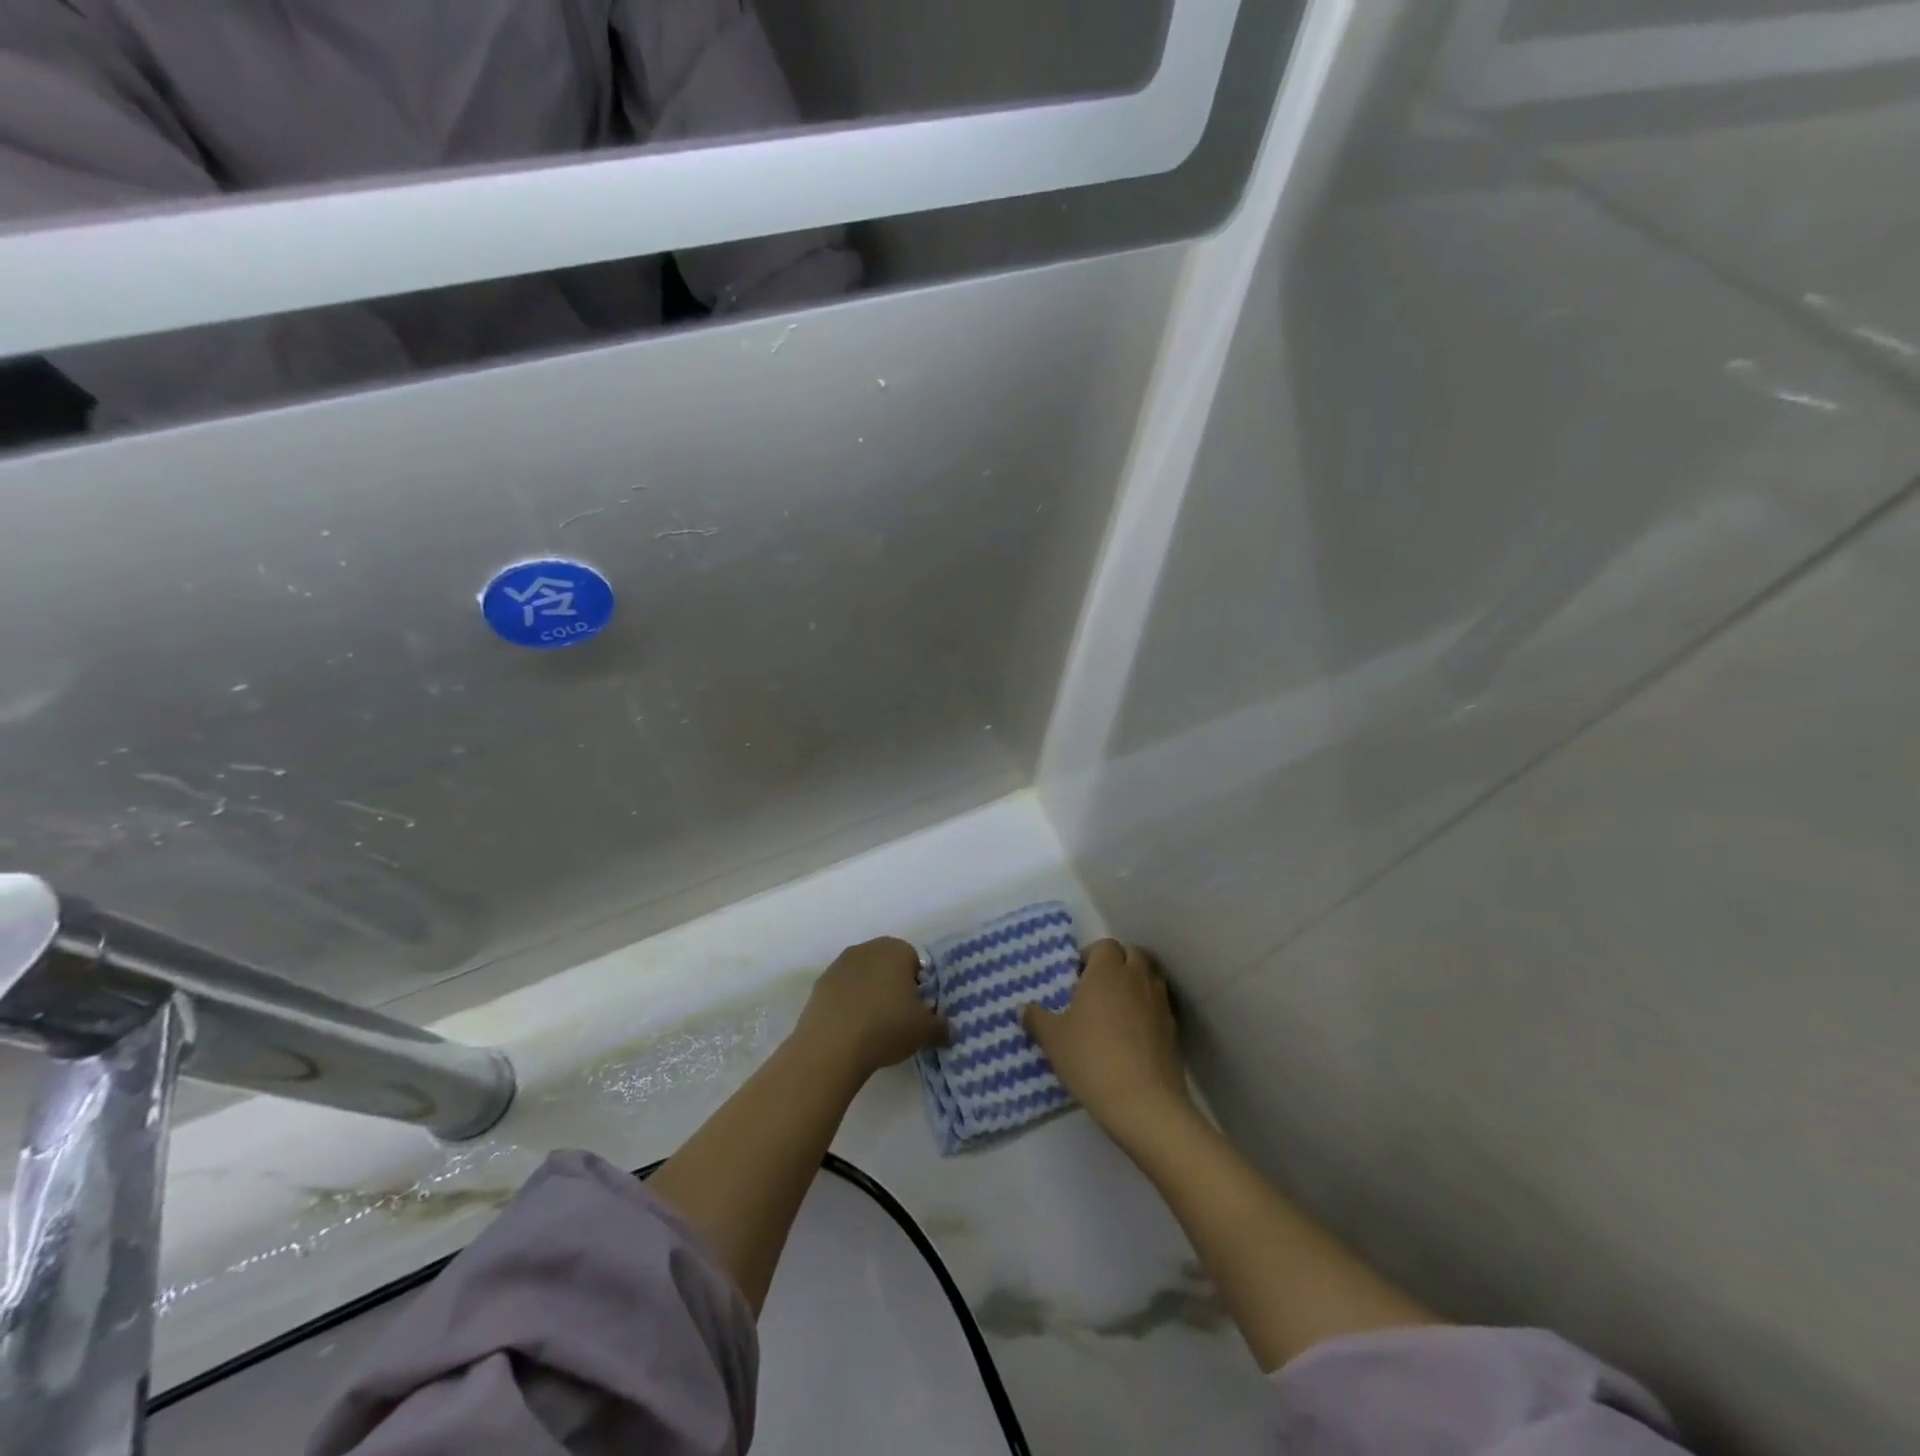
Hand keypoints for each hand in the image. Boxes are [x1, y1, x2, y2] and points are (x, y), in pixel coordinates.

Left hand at [793, 937, 949, 1080]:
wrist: (831, 1045)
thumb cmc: (887, 1026)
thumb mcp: (925, 1031)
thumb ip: (940, 1026)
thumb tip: (947, 1029)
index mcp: (895, 950)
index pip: (914, 961)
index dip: (918, 985)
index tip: (917, 1010)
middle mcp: (866, 949)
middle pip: (886, 966)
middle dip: (893, 987)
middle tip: (898, 1018)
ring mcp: (839, 965)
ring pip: (863, 978)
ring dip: (869, 995)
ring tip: (872, 1027)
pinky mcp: (819, 985)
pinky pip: (842, 992)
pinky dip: (848, 1006)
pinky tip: (851, 1030)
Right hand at [1023, 940, 1191, 1138]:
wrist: (1143, 1102)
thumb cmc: (1091, 1059)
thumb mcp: (1053, 1040)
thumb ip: (1036, 1019)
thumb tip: (1022, 1008)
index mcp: (1106, 971)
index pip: (1105, 945)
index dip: (1090, 956)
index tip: (1077, 977)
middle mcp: (1136, 978)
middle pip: (1132, 954)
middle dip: (1116, 963)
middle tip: (1096, 988)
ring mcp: (1159, 1002)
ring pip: (1149, 977)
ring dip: (1134, 983)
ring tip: (1115, 1008)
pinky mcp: (1173, 1028)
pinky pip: (1159, 1005)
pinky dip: (1147, 1008)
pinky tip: (1132, 1033)